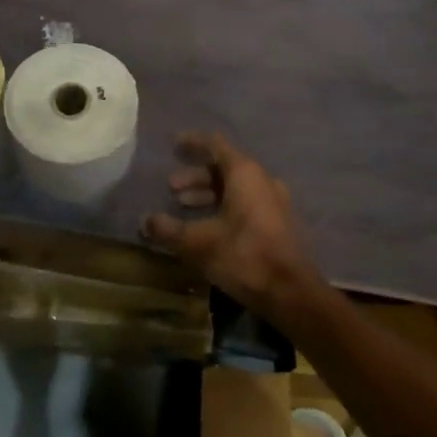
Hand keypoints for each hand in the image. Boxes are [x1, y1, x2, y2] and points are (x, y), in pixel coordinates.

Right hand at [141, 133, 319, 319]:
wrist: (292, 293)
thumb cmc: (245, 256)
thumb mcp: (199, 243)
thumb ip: (169, 229)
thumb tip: (145, 220)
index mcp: (245, 174)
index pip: (215, 145)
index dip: (193, 143)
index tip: (173, 145)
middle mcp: (262, 181)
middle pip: (224, 168)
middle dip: (195, 176)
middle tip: (171, 188)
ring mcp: (273, 202)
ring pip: (235, 188)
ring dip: (207, 194)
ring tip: (183, 206)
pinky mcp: (277, 223)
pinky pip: (245, 203)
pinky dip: (222, 207)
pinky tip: (205, 226)